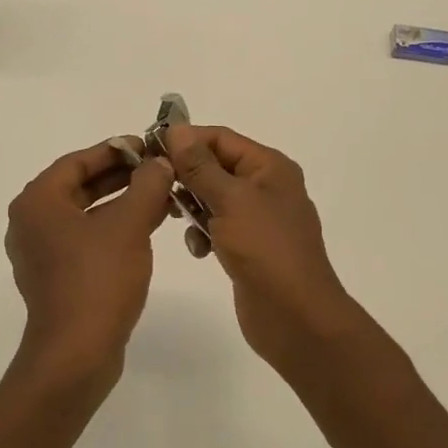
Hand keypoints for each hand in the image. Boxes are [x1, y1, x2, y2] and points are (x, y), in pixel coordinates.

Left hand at [4, 139, 173, 390]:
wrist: (76, 354)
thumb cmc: (97, 280)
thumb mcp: (128, 224)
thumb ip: (147, 185)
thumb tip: (160, 162)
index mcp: (37, 202)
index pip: (77, 161)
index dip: (115, 150)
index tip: (147, 146)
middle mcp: (31, 222)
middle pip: (80, 185)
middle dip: (122, 177)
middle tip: (159, 170)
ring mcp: (41, 252)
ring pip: (86, 214)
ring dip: (122, 203)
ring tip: (162, 196)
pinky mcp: (55, 277)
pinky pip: (86, 239)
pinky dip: (114, 228)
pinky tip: (147, 227)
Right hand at [164, 125, 367, 371]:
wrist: (296, 318)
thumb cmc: (265, 250)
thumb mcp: (230, 200)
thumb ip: (199, 165)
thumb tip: (176, 129)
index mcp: (269, 167)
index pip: (220, 138)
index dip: (186, 140)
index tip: (150, 151)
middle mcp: (266, 186)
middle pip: (215, 166)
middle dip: (186, 175)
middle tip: (156, 188)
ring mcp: (258, 218)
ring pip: (213, 197)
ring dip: (193, 206)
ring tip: (177, 219)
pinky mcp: (249, 246)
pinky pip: (218, 226)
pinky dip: (204, 232)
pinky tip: (199, 250)